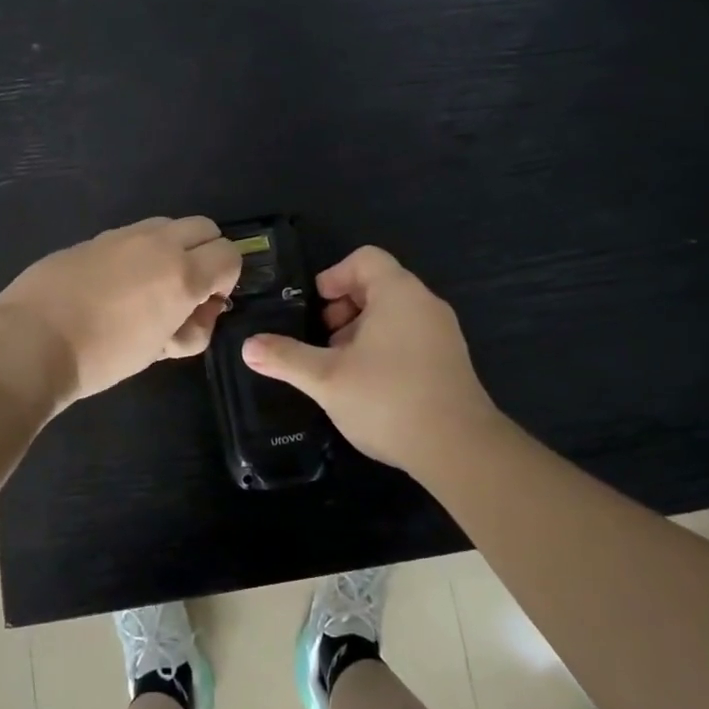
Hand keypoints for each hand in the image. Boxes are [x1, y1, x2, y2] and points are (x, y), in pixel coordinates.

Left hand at [0, 217, 241, 406]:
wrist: (31, 342)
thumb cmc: (103, 356)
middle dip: (206, 254)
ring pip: (167, 225)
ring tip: (149, 287)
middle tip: (186, 290)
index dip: (227, 279)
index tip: (207, 304)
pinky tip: (114, 286)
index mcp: (181, 272)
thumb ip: (191, 327)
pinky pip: (131, 235)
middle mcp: (157, 243)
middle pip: (204, 227)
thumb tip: (199, 310)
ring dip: (173, 249)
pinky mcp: (93, 238)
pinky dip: (139, 252)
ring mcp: (122, 235)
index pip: (230, 255)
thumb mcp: (159, 350)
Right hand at [241, 246, 501, 476]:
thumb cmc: (388, 399)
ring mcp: (443, 333)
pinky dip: (385, 348)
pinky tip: (369, 387)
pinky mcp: (451, 361)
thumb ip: (286, 358)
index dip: (334, 276)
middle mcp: (425, 304)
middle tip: (324, 341)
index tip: (316, 307)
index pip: (365, 258)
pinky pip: (411, 337)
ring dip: (362, 331)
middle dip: (344, 308)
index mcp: (398, 293)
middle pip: (378, 285)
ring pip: (394, 314)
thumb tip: (248, 347)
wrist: (460, 450)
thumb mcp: (326, 379)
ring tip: (342, 368)